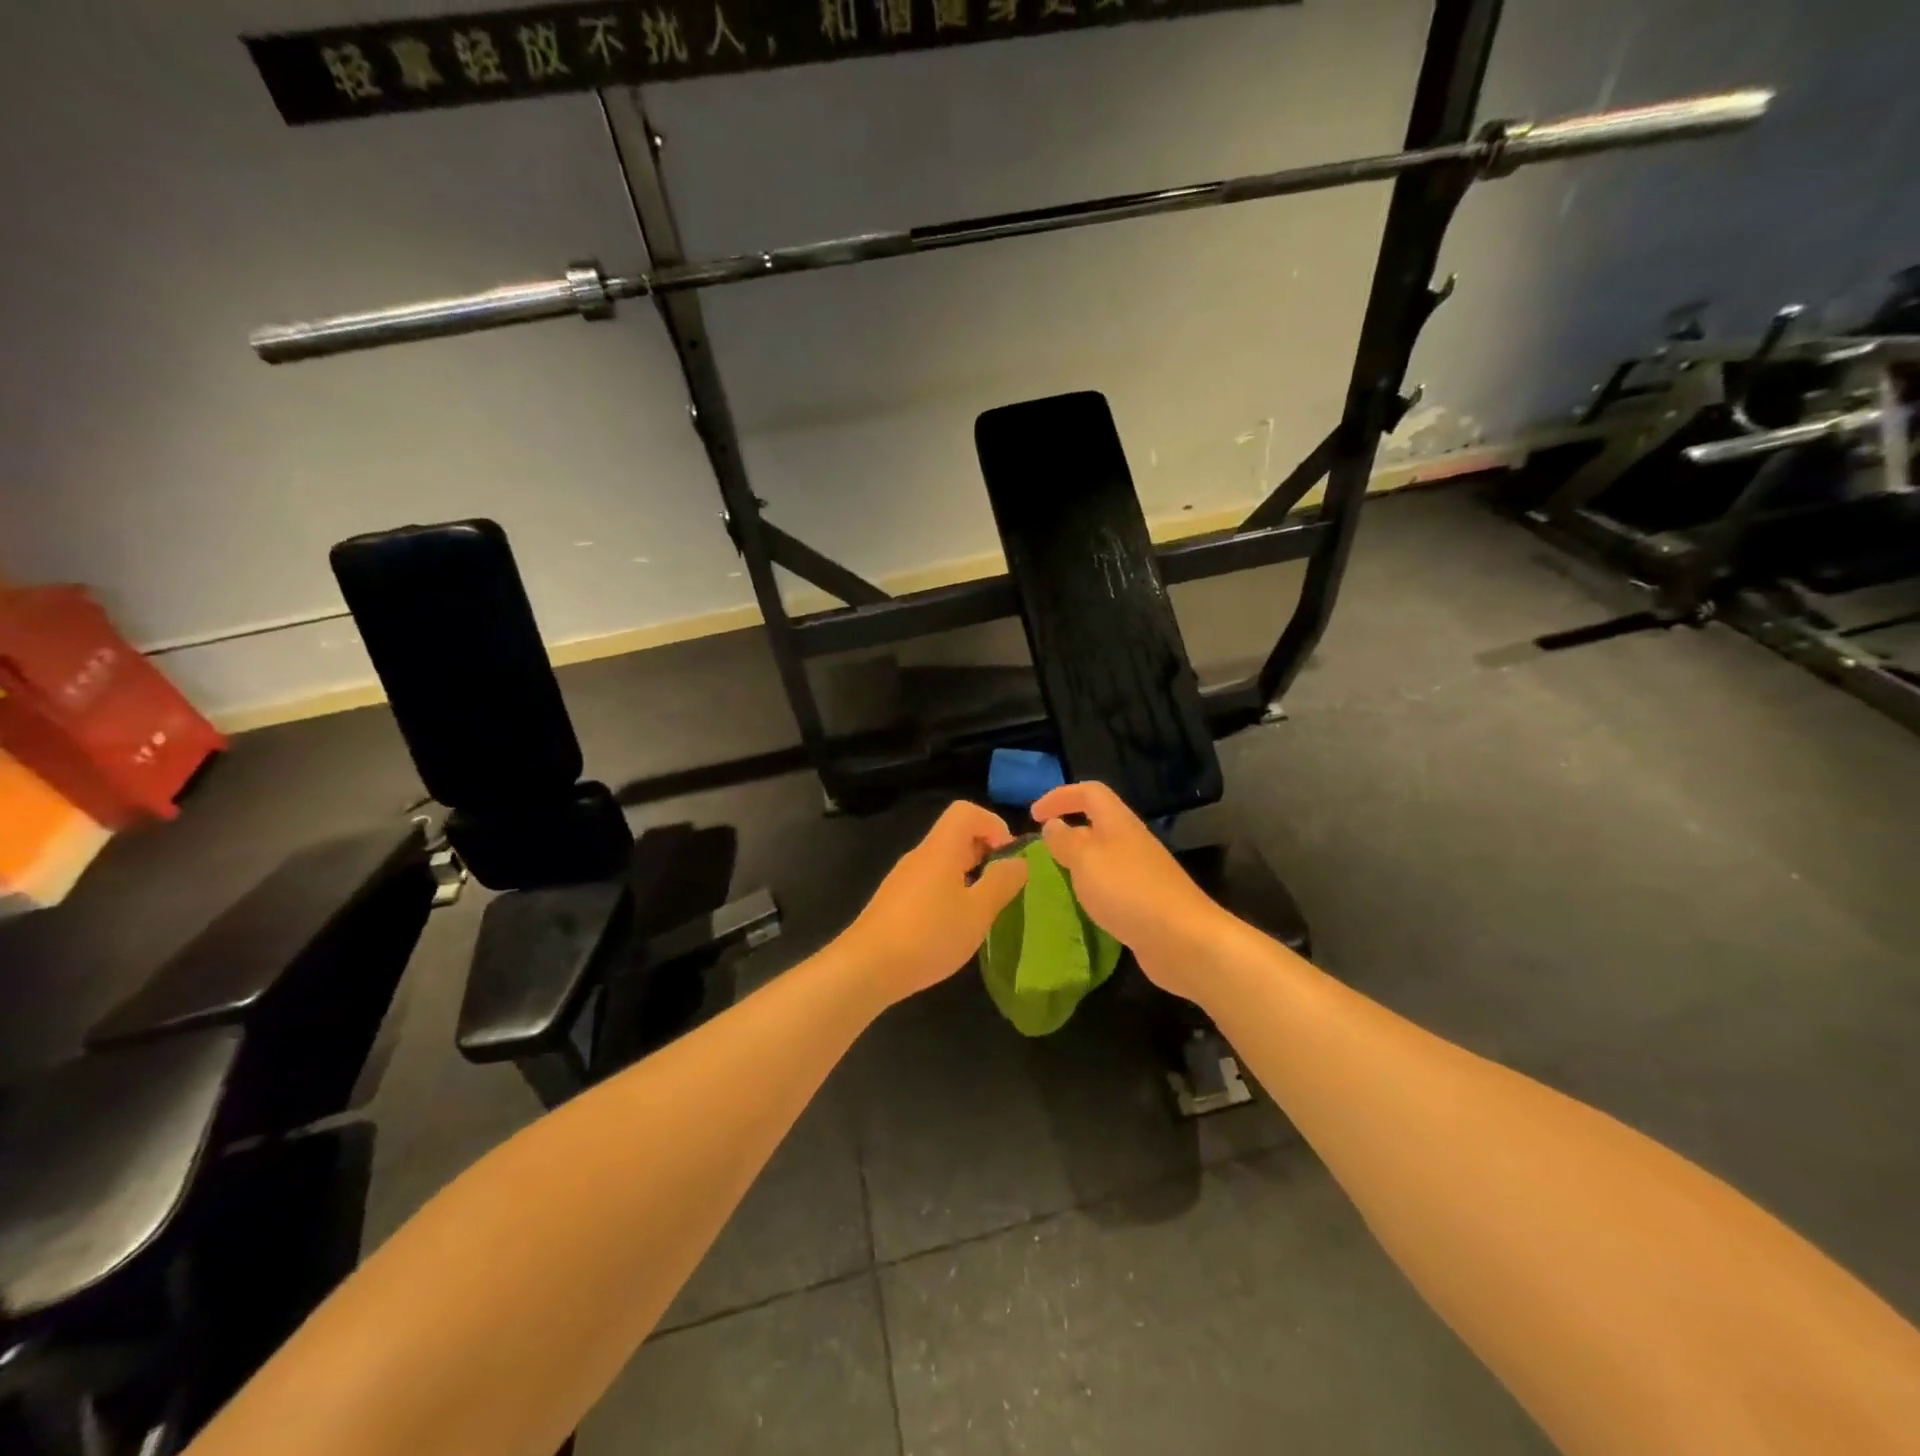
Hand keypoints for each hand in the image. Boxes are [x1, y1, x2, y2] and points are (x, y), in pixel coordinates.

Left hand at [839, 801, 1028, 1005]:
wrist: (866, 967)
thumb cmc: (929, 935)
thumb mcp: (977, 912)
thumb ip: (1002, 882)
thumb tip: (1019, 861)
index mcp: (941, 848)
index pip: (966, 811)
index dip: (993, 824)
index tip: (1008, 857)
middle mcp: (920, 856)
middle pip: (956, 835)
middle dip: (985, 853)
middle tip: (1002, 887)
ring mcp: (903, 879)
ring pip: (943, 862)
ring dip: (969, 876)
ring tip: (981, 910)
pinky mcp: (894, 902)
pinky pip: (930, 883)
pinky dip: (949, 893)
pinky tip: (953, 927)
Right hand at [1032, 781, 1232, 999]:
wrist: (1182, 939)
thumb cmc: (1128, 891)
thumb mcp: (1085, 861)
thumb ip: (1065, 841)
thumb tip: (1053, 825)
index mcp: (1118, 823)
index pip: (1089, 792)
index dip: (1060, 796)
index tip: (1034, 816)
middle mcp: (1131, 841)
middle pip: (1097, 823)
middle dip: (1067, 832)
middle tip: (1040, 854)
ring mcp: (1141, 872)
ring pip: (1103, 856)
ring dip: (1078, 863)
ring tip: (1054, 881)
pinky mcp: (1145, 901)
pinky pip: (1111, 885)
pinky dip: (1092, 889)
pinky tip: (1082, 908)